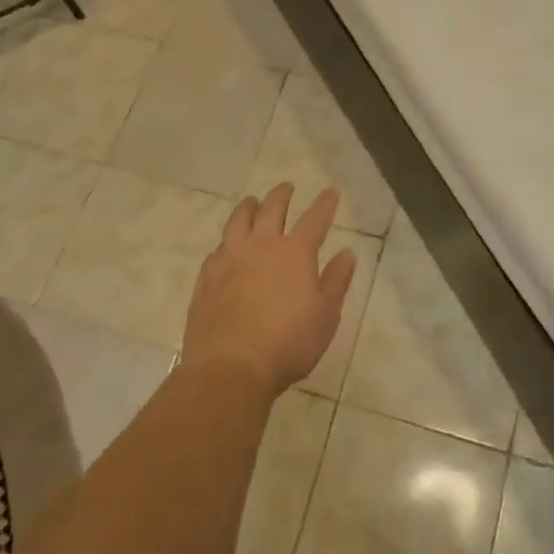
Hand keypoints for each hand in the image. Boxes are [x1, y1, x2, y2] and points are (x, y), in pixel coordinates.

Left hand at [182, 183, 356, 395]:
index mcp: (295, 253)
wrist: (231, 366)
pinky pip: (217, 250)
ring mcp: (229, 260)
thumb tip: (346, 253)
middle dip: (281, 195)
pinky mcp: (207, 278)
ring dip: (248, 208)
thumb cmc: (289, 343)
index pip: (314, 219)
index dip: (324, 204)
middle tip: (286, 187)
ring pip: (238, 221)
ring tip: (252, 202)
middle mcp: (261, 246)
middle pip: (272, 210)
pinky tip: (225, 247)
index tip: (330, 191)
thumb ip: (336, 281)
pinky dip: (225, 242)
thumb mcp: (326, 316)